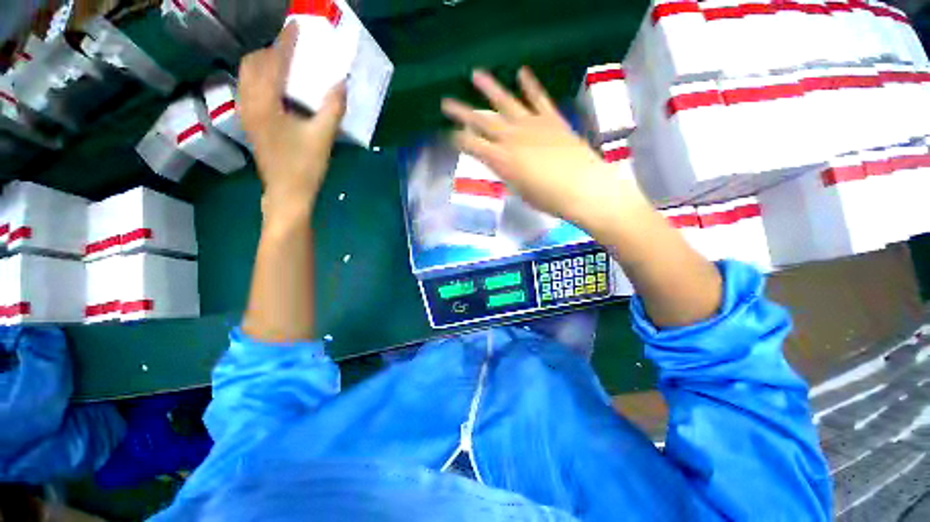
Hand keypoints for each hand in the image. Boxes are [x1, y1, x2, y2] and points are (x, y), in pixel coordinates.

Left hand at [238, 23, 346, 207]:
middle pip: (252, 63)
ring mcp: (247, 113)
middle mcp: (249, 102)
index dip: (285, 42)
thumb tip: (340, 82)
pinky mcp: (251, 123)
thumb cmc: (305, 167)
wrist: (287, 194)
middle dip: (271, 51)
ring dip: (266, 65)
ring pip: (249, 76)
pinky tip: (282, 89)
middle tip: (294, 51)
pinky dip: (264, 79)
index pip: (273, 62)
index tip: (296, 27)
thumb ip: (332, 107)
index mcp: (265, 103)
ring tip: (289, 67)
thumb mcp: (323, 137)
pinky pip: (251, 89)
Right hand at [441, 68, 647, 227]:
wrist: (584, 188)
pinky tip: (521, 72)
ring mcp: (532, 125)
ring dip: (490, 88)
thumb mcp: (520, 191)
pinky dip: (530, 85)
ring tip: (476, 75)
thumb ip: (508, 174)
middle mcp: (512, 138)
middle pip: (482, 121)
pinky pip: (538, 98)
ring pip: (506, 102)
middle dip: (462, 112)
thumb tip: (500, 163)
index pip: (472, 145)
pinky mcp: (552, 119)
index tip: (450, 136)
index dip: (459, 140)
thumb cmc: (549, 199)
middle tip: (447, 103)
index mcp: (501, 160)